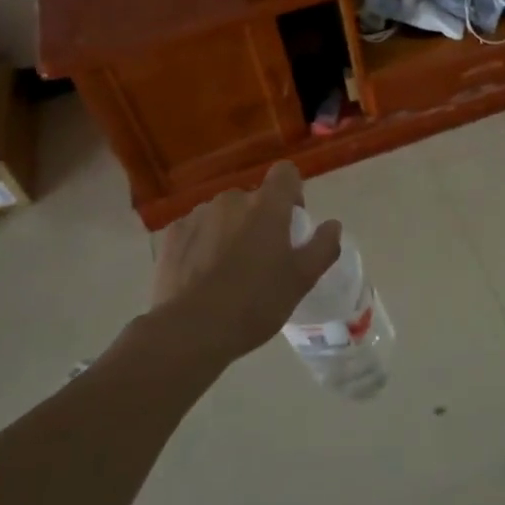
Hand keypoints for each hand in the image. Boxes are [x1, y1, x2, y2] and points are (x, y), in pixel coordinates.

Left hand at [150, 161, 341, 366]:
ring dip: (229, 231)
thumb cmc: (255, 302)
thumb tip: (332, 225)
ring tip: (226, 272)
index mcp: (267, 205)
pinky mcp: (172, 235)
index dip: (292, 193)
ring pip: (223, 215)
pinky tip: (201, 277)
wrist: (190, 331)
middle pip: (253, 199)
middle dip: (258, 220)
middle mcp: (232, 199)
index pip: (286, 173)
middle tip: (260, 259)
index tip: (290, 224)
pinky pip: (196, 230)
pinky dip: (201, 244)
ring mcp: (198, 215)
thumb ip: (323, 247)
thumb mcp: (302, 280)